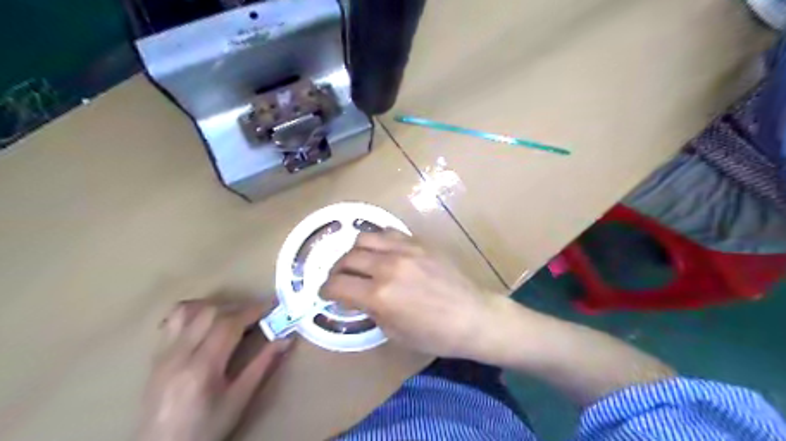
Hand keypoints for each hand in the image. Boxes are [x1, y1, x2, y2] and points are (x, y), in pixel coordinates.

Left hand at [135, 297, 291, 440]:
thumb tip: (286, 339)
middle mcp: (179, 354)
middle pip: (210, 312)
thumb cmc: (205, 428)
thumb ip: (262, 365)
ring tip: (233, 316)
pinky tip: (207, 322)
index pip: (228, 324)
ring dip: (216, 306)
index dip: (253, 310)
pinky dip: (194, 312)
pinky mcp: (156, 355)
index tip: (273, 305)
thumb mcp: (239, 400)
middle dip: (239, 307)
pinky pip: (173, 320)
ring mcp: (163, 353)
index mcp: (202, 368)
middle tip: (258, 314)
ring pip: (189, 310)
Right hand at [323, 229, 505, 359]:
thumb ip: (371, 310)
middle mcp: (387, 266)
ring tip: (357, 262)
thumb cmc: (434, 334)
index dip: (325, 290)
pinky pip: (388, 233)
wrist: (472, 315)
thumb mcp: (394, 332)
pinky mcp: (419, 242)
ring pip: (364, 238)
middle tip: (339, 279)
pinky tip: (381, 252)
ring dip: (354, 252)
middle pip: (347, 258)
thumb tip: (357, 297)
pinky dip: (377, 242)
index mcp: (379, 295)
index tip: (325, 293)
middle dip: (336, 271)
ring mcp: (405, 250)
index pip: (337, 285)